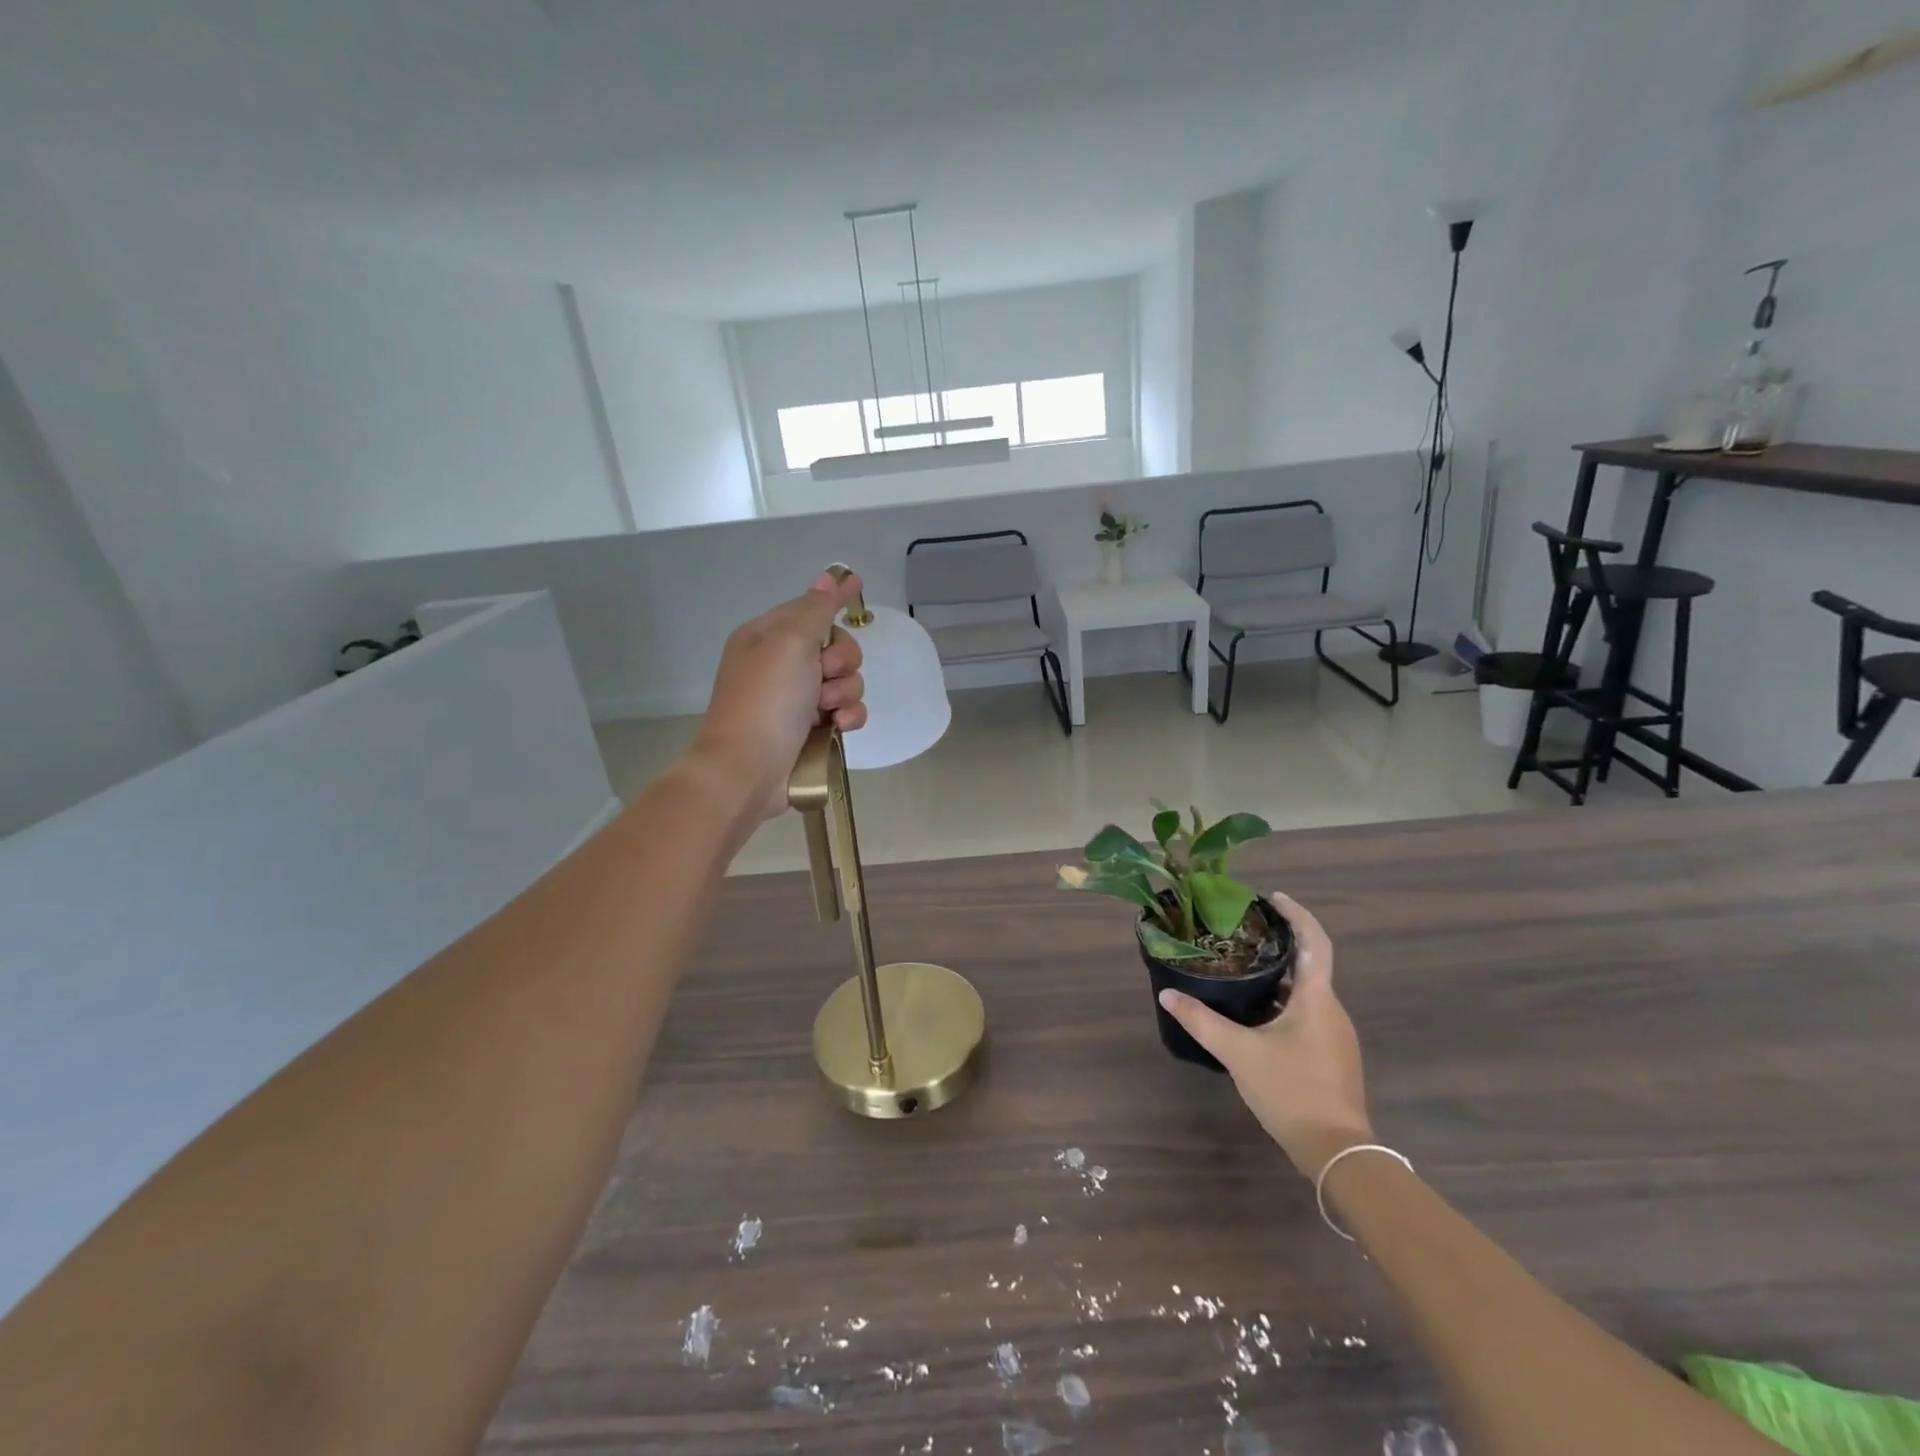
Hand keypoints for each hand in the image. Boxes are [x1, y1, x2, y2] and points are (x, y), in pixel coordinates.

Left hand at [691, 571, 868, 822]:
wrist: (748, 770)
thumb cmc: (765, 700)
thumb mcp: (790, 642)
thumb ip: (816, 608)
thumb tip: (829, 575)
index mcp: (767, 637)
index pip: (809, 608)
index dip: (832, 600)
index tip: (858, 585)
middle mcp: (782, 665)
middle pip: (835, 646)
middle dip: (841, 660)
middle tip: (825, 674)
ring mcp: (798, 700)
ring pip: (846, 681)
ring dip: (844, 691)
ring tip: (826, 709)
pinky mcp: (814, 730)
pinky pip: (847, 712)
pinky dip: (848, 717)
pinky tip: (838, 727)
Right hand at [1157, 893, 1373, 1178]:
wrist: (1338, 1152)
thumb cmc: (1291, 1091)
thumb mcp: (1239, 1053)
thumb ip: (1202, 1022)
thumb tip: (1167, 995)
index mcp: (1317, 999)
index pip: (1314, 941)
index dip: (1297, 914)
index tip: (1273, 897)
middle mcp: (1332, 1010)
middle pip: (1311, 963)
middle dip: (1282, 942)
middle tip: (1246, 931)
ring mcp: (1336, 1035)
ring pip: (1309, 991)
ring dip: (1283, 974)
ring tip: (1246, 967)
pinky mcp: (1332, 1056)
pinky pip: (1310, 1013)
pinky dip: (1286, 1000)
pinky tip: (1259, 1012)